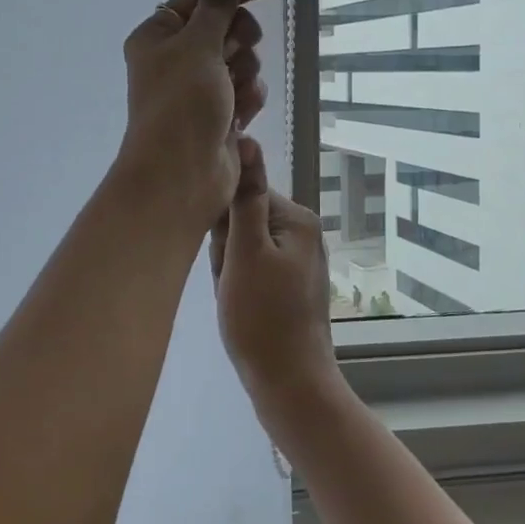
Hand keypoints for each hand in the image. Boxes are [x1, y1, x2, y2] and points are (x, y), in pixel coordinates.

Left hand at [117, 0, 278, 226]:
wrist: (181, 176)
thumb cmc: (182, 104)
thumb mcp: (199, 43)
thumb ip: (218, 0)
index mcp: (159, 34)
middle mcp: (176, 57)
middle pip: (227, 27)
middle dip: (238, 42)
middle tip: (230, 58)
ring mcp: (199, 87)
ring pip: (241, 60)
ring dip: (244, 74)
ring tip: (231, 97)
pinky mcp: (218, 113)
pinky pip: (246, 90)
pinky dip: (246, 100)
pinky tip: (238, 118)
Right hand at [210, 137, 343, 423]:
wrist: (290, 384)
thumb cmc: (262, 318)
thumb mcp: (245, 254)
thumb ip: (244, 197)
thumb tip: (246, 139)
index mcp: (296, 218)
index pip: (242, 194)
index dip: (222, 225)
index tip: (222, 255)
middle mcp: (302, 232)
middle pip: (243, 220)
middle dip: (225, 250)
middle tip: (230, 282)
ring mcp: (298, 260)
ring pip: (243, 248)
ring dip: (229, 269)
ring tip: (235, 298)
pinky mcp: (290, 284)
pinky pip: (253, 269)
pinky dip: (239, 285)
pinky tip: (240, 307)